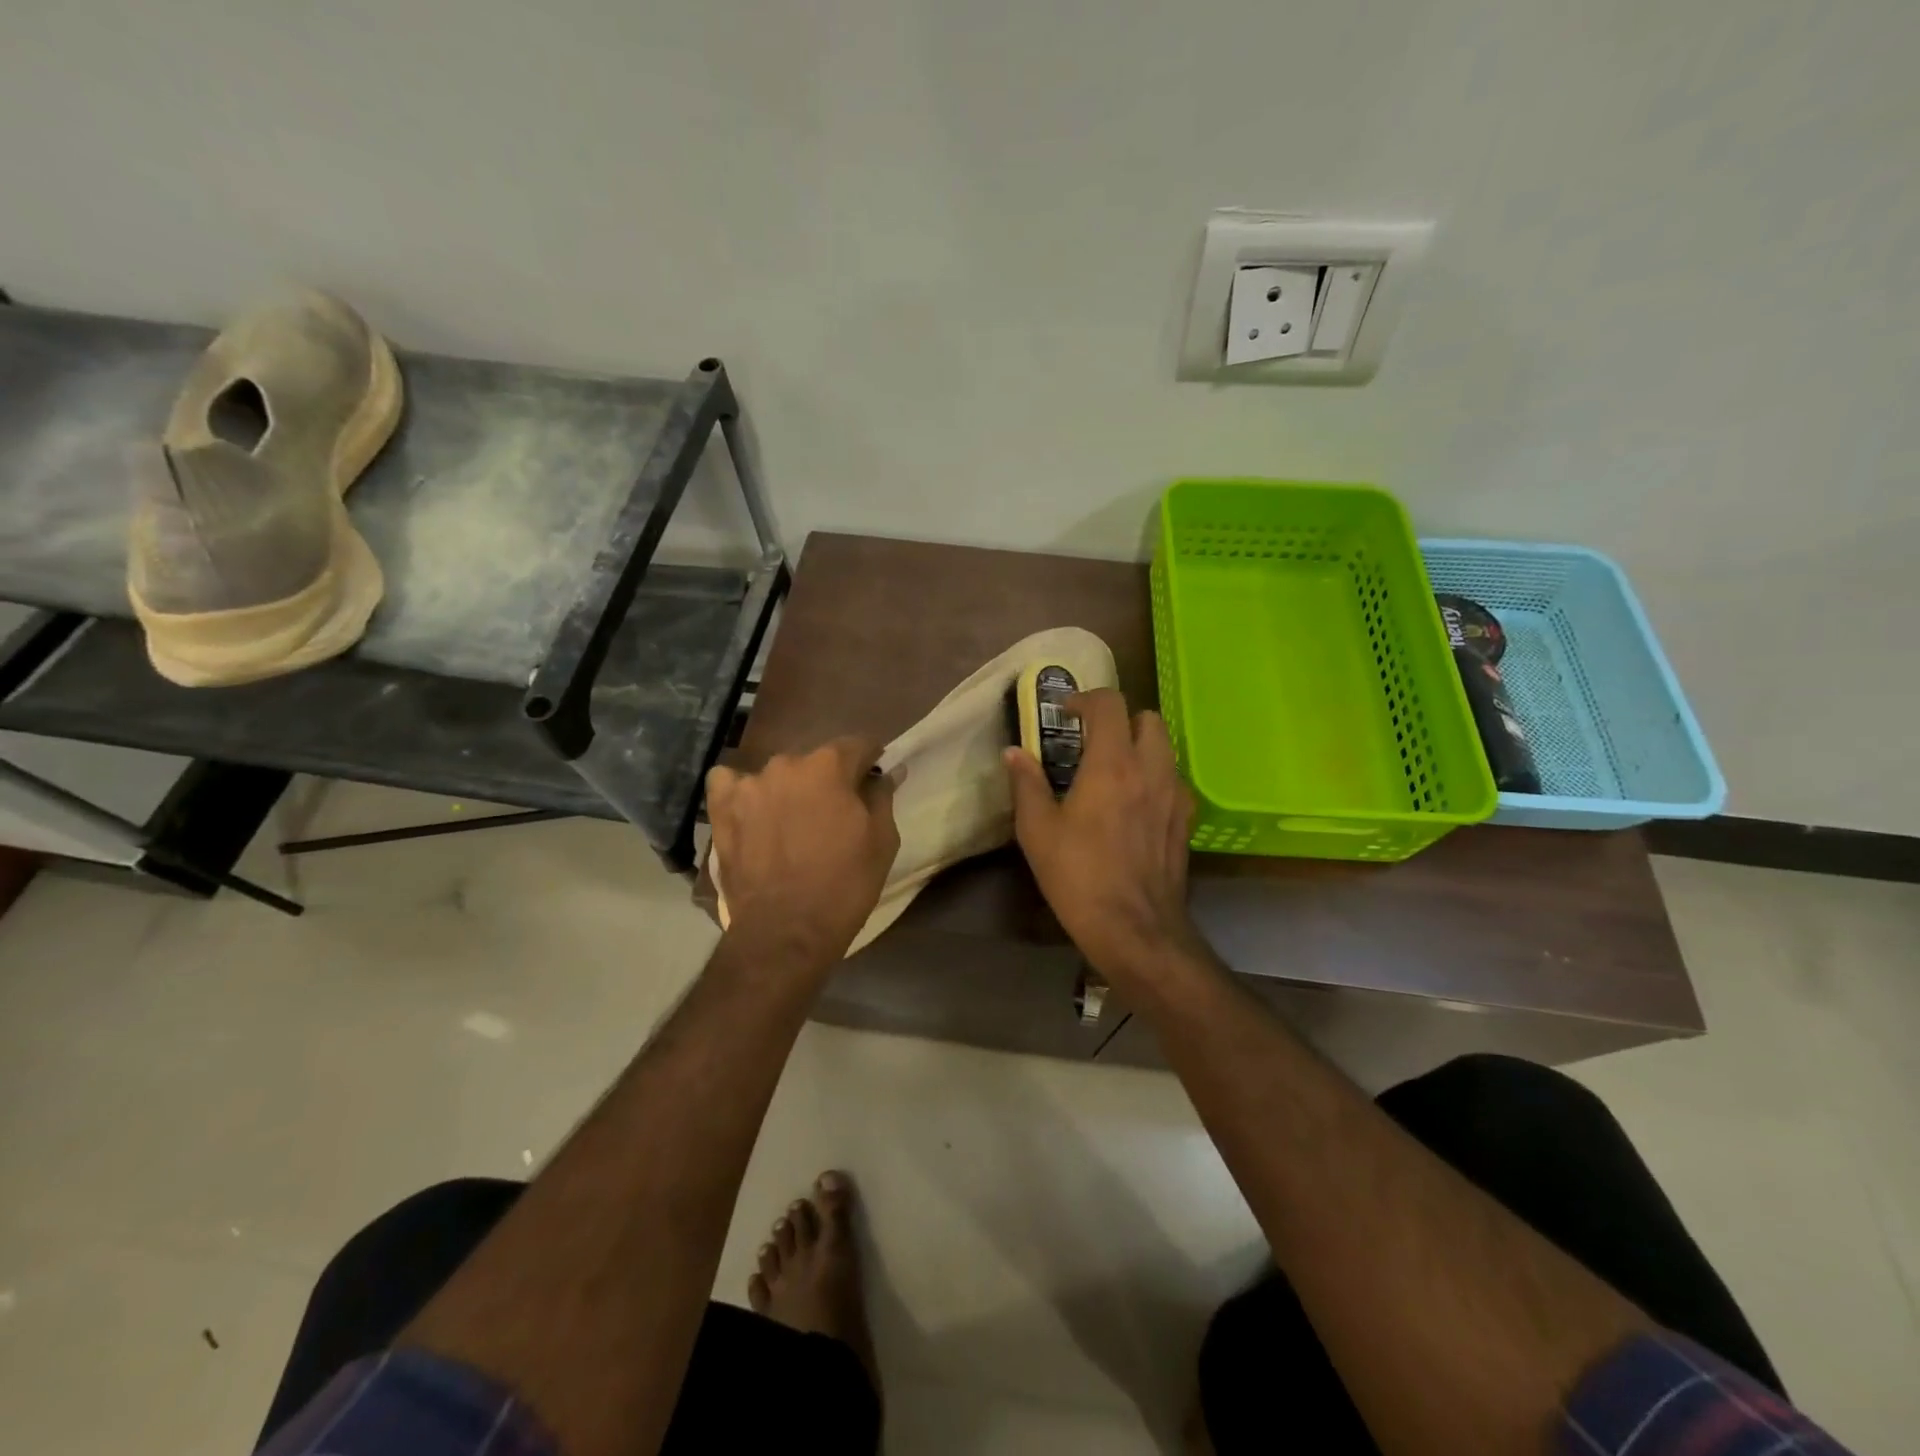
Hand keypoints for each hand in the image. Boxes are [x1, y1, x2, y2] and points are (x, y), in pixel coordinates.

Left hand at [708, 738, 900, 964]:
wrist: (786, 931)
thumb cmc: (844, 885)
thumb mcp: (882, 841)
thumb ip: (883, 796)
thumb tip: (888, 771)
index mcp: (829, 766)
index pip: (858, 745)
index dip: (870, 761)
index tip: (873, 779)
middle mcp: (787, 764)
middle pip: (816, 761)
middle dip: (828, 779)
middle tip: (834, 813)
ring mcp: (749, 785)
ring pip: (777, 774)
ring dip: (789, 789)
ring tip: (792, 822)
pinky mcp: (722, 810)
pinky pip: (729, 783)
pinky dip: (741, 791)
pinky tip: (751, 810)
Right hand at [1004, 689, 1202, 985]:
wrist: (1135, 929)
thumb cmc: (1079, 876)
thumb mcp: (1037, 831)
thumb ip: (1026, 784)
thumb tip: (1014, 753)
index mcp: (1112, 764)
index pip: (1109, 704)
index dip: (1085, 699)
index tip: (1065, 713)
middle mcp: (1151, 769)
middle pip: (1147, 718)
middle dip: (1119, 719)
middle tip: (1092, 741)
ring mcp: (1175, 794)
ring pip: (1165, 746)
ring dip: (1139, 745)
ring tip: (1112, 770)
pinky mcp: (1186, 820)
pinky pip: (1173, 779)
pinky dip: (1154, 775)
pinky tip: (1134, 803)